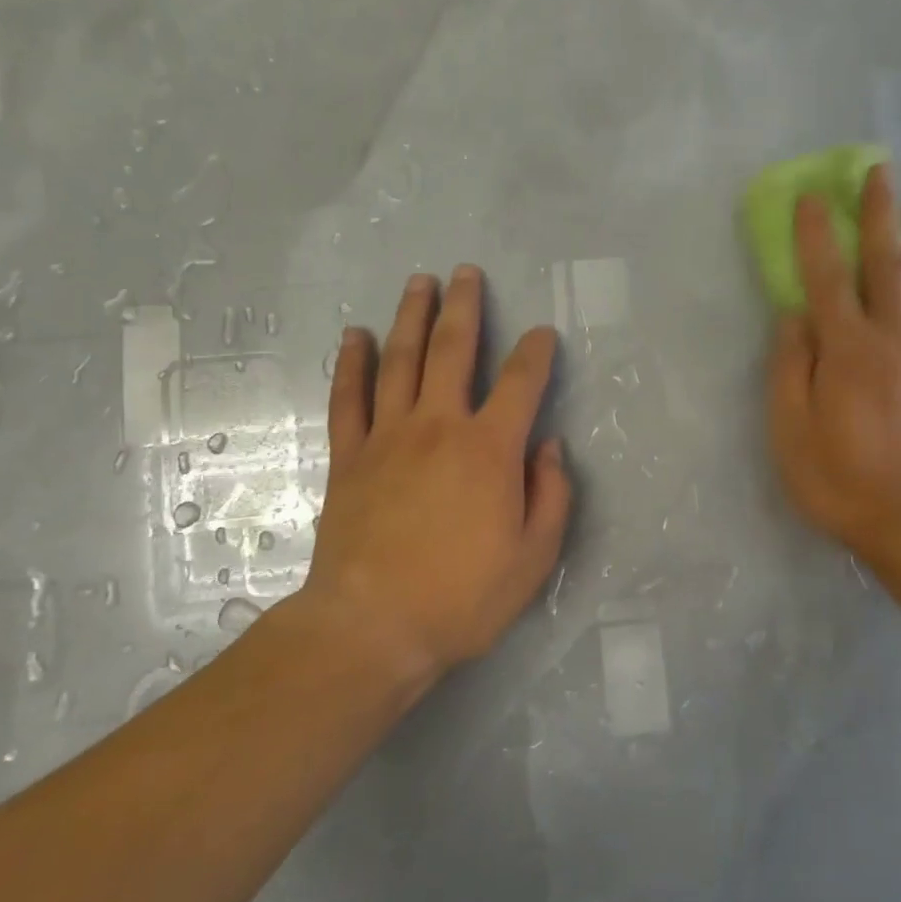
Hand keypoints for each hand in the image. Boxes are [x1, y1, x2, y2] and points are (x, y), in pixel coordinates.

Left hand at [303, 266, 571, 678]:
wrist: (372, 627)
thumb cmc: (463, 597)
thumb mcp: (534, 556)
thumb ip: (551, 494)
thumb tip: (550, 447)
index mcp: (490, 449)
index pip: (520, 382)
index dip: (536, 352)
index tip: (542, 333)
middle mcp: (439, 426)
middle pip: (452, 350)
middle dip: (463, 307)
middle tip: (465, 273)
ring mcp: (388, 437)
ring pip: (400, 360)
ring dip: (410, 317)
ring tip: (419, 282)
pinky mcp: (349, 457)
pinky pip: (349, 398)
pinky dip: (352, 363)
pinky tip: (355, 336)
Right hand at [768, 164, 900, 562]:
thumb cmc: (841, 480)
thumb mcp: (790, 431)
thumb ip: (790, 368)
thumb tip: (793, 316)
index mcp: (848, 349)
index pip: (826, 277)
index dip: (816, 234)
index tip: (811, 195)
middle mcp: (895, 337)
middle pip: (886, 264)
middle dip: (879, 214)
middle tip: (879, 170)